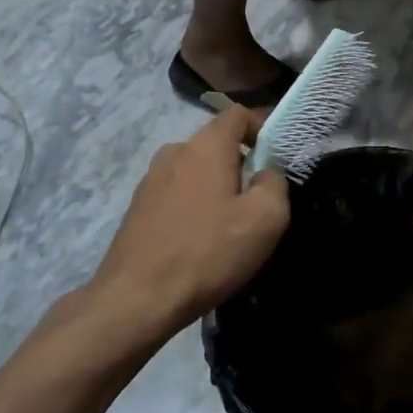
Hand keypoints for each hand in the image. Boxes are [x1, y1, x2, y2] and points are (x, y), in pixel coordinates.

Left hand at [89, 107, 289, 339]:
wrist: (136, 298)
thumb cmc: (207, 252)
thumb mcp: (264, 219)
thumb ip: (275, 183)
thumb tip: (267, 172)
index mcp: (206, 146)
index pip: (237, 113)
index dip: (262, 127)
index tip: (276, 157)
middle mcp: (174, 151)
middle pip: (215, 143)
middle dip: (240, 162)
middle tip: (258, 199)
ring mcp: (150, 179)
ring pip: (194, 170)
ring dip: (215, 186)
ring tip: (228, 224)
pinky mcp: (137, 207)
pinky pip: (176, 193)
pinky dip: (193, 205)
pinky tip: (199, 240)